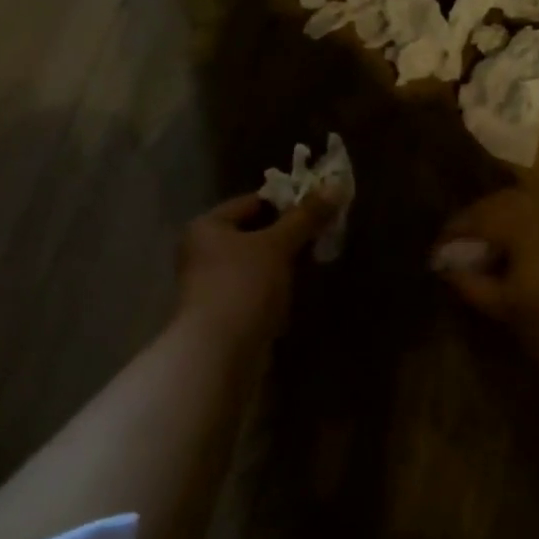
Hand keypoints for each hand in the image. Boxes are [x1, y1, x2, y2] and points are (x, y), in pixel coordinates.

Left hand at [175, 192, 335, 355]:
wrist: (219, 352)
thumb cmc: (244, 285)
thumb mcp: (278, 244)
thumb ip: (306, 216)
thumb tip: (335, 186)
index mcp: (207, 226)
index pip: (252, 202)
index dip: (286, 201)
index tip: (319, 207)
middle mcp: (203, 251)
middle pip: (254, 232)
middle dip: (289, 233)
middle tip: (323, 232)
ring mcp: (212, 284)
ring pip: (257, 262)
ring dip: (284, 261)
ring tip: (316, 258)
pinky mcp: (224, 312)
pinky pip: (256, 287)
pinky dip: (276, 285)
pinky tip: (297, 289)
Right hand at [433, 189, 538, 373]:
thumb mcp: (500, 305)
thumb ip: (468, 280)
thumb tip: (445, 266)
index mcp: (524, 224)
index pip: (478, 217)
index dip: (452, 233)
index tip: (435, 255)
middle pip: (502, 202)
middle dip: (475, 219)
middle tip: (456, 245)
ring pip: (524, 207)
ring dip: (498, 221)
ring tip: (480, 249)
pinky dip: (521, 228)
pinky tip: (511, 254)